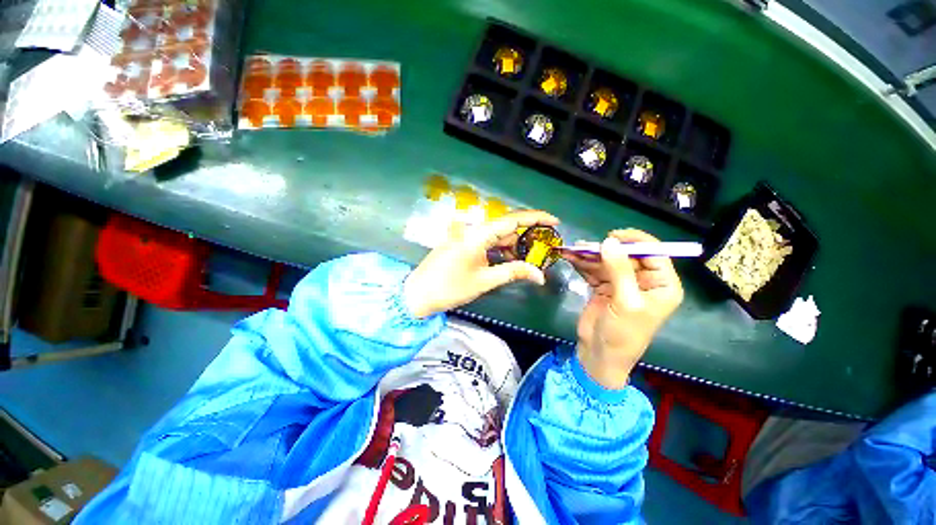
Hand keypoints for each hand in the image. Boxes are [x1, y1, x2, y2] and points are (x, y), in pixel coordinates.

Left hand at [404, 210, 559, 317]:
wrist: (418, 294)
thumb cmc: (450, 288)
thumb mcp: (484, 281)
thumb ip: (513, 272)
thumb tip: (540, 275)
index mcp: (478, 234)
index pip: (512, 219)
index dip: (536, 218)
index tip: (555, 221)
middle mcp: (472, 229)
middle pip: (506, 227)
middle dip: (526, 237)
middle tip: (544, 249)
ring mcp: (466, 235)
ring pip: (497, 235)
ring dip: (513, 245)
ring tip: (530, 259)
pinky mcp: (462, 243)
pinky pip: (486, 241)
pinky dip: (500, 249)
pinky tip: (511, 259)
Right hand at [564, 229, 683, 388]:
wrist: (599, 354)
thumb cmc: (622, 333)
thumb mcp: (625, 302)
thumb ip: (619, 270)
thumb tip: (609, 242)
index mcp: (662, 285)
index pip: (655, 254)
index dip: (635, 241)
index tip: (612, 236)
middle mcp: (644, 281)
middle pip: (626, 256)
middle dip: (604, 250)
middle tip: (584, 246)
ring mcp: (622, 284)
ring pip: (607, 261)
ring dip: (589, 256)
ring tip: (572, 250)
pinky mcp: (604, 287)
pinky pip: (594, 270)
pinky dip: (582, 264)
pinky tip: (570, 258)